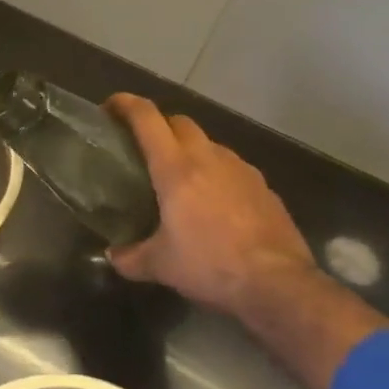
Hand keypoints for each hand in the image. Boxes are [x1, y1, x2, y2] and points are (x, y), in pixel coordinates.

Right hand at [104, 94, 317, 314]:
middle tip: (145, 146)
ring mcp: (241, 169)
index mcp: (175, 167)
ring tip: (181, 176)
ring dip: (191, 149)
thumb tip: (112, 257)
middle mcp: (208, 158)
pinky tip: (215, 201)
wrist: (278, 284)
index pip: (147, 118)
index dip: (126, 104)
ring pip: (209, 143)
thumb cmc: (210, 264)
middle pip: (180, 121)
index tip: (110, 106)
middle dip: (160, 125)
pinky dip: (217, 173)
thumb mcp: (161, 265)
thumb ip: (130, 258)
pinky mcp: (264, 187)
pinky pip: (233, 167)